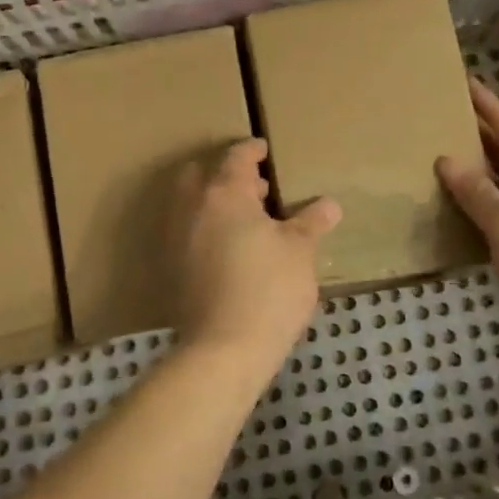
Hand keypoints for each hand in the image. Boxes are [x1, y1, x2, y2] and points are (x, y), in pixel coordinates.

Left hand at [172, 139, 339, 376]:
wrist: (223, 349)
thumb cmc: (268, 289)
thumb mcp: (300, 252)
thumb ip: (310, 223)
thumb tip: (329, 205)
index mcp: (225, 193)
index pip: (236, 157)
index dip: (252, 150)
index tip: (264, 149)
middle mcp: (192, 207)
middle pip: (200, 174)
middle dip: (224, 173)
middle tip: (256, 187)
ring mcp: (175, 237)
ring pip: (189, 203)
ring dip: (211, 200)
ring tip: (246, 219)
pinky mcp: (170, 266)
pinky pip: (184, 231)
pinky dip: (202, 227)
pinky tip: (228, 248)